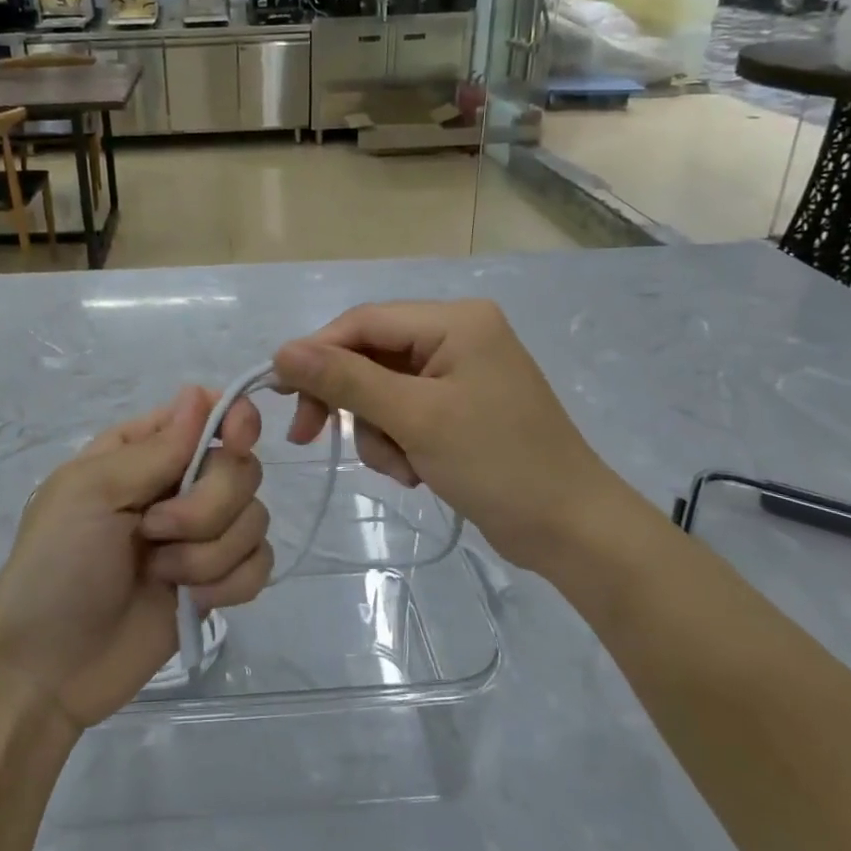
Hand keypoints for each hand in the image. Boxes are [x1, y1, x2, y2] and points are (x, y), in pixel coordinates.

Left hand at [0, 387, 271, 729]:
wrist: (48, 669)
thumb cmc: (57, 565)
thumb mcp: (91, 492)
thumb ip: (155, 448)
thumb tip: (197, 393)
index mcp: (143, 451)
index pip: (209, 411)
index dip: (234, 420)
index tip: (236, 441)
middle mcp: (178, 485)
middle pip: (241, 467)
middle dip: (208, 505)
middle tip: (155, 531)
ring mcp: (200, 535)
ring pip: (255, 517)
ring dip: (210, 552)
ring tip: (161, 573)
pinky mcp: (217, 581)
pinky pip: (261, 563)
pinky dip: (232, 583)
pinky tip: (192, 599)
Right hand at [273, 300, 634, 564]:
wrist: (571, 529)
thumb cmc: (498, 464)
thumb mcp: (415, 418)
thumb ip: (346, 380)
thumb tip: (282, 351)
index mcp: (455, 321)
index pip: (363, 321)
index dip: (316, 353)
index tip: (280, 394)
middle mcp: (456, 335)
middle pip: (370, 354)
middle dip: (349, 401)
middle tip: (309, 436)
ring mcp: (459, 372)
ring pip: (381, 389)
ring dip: (377, 431)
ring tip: (401, 468)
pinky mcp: (459, 407)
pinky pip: (404, 412)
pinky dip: (398, 442)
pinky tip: (417, 472)